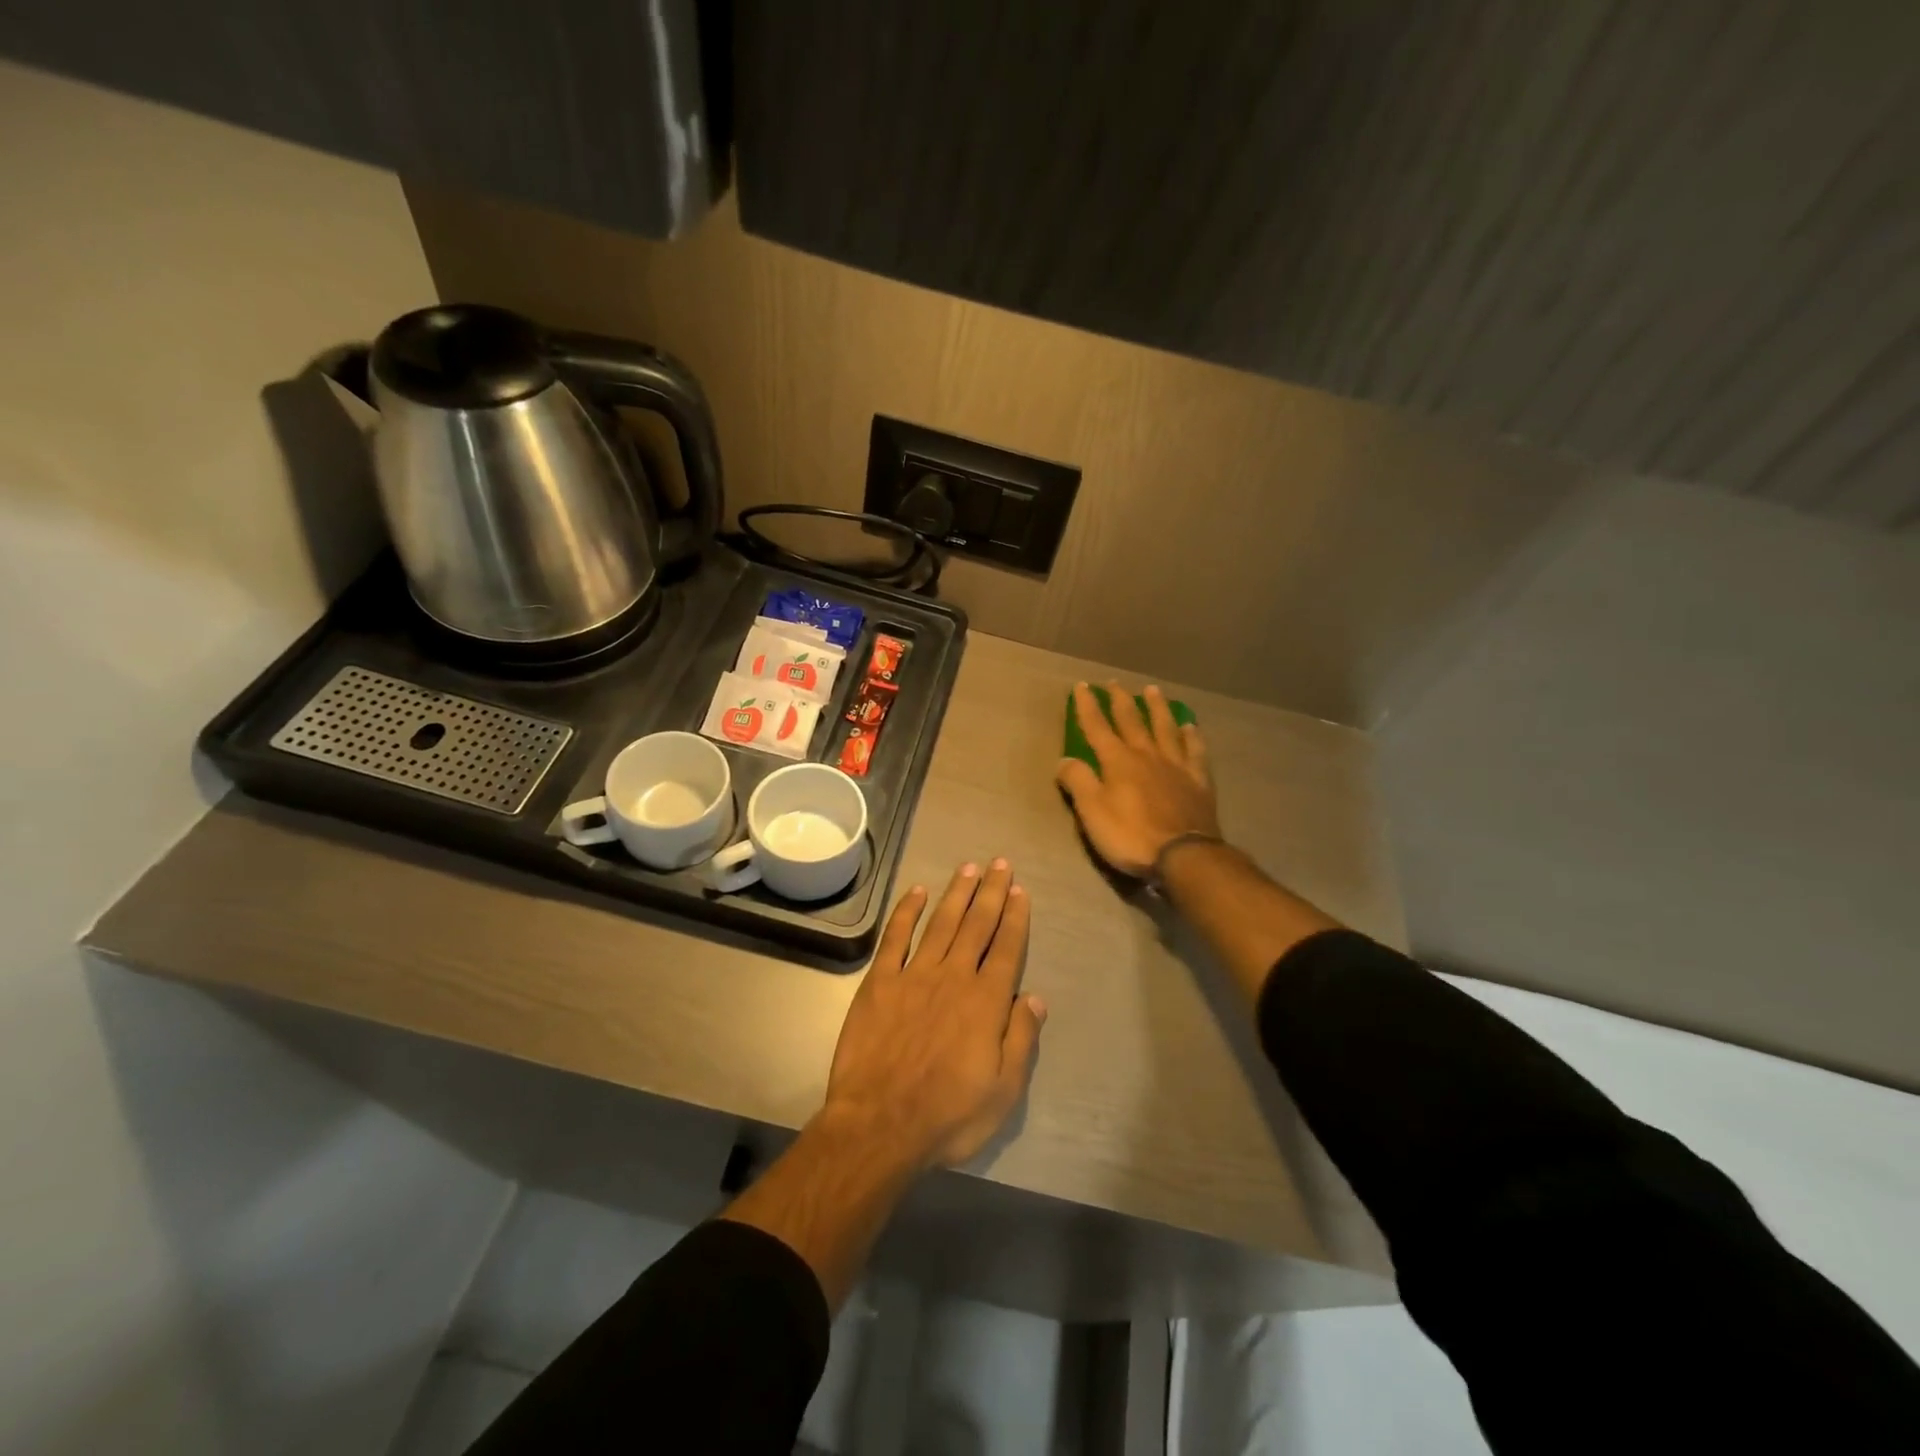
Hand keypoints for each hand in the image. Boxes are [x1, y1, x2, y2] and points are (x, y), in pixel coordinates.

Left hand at [823, 861, 1045, 1170]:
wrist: (879, 1123)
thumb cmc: (948, 1115)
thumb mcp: (1002, 1092)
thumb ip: (1020, 1040)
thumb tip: (1035, 998)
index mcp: (985, 1002)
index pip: (1006, 949)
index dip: (1015, 918)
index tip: (1020, 891)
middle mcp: (953, 977)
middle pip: (977, 925)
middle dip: (991, 893)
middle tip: (1000, 863)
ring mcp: (914, 975)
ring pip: (941, 923)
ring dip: (956, 893)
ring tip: (969, 867)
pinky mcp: (880, 982)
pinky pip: (896, 937)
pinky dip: (907, 911)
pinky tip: (917, 891)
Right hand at [1056, 681, 1220, 878]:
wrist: (1184, 855)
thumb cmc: (1131, 835)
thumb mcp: (1092, 812)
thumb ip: (1078, 781)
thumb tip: (1065, 759)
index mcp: (1118, 761)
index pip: (1097, 727)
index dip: (1088, 706)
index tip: (1082, 686)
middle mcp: (1147, 754)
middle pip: (1132, 721)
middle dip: (1121, 700)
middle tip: (1115, 683)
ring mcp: (1176, 765)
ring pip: (1165, 728)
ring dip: (1157, 708)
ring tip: (1153, 690)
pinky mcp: (1198, 780)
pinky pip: (1195, 751)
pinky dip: (1191, 736)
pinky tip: (1190, 727)